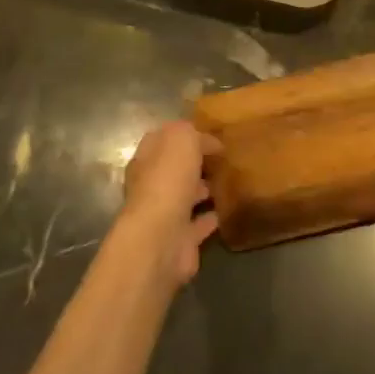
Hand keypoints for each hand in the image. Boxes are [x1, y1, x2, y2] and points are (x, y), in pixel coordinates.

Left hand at [118, 121, 221, 286]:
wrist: (161, 238)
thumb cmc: (168, 181)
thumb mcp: (182, 139)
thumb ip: (194, 134)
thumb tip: (209, 142)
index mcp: (146, 160)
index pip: (164, 140)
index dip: (186, 135)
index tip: (213, 134)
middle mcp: (150, 186)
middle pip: (174, 170)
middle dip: (194, 164)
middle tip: (223, 158)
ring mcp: (164, 214)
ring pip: (185, 197)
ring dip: (202, 190)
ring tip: (228, 181)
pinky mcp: (180, 239)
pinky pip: (199, 224)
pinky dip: (211, 217)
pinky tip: (227, 210)